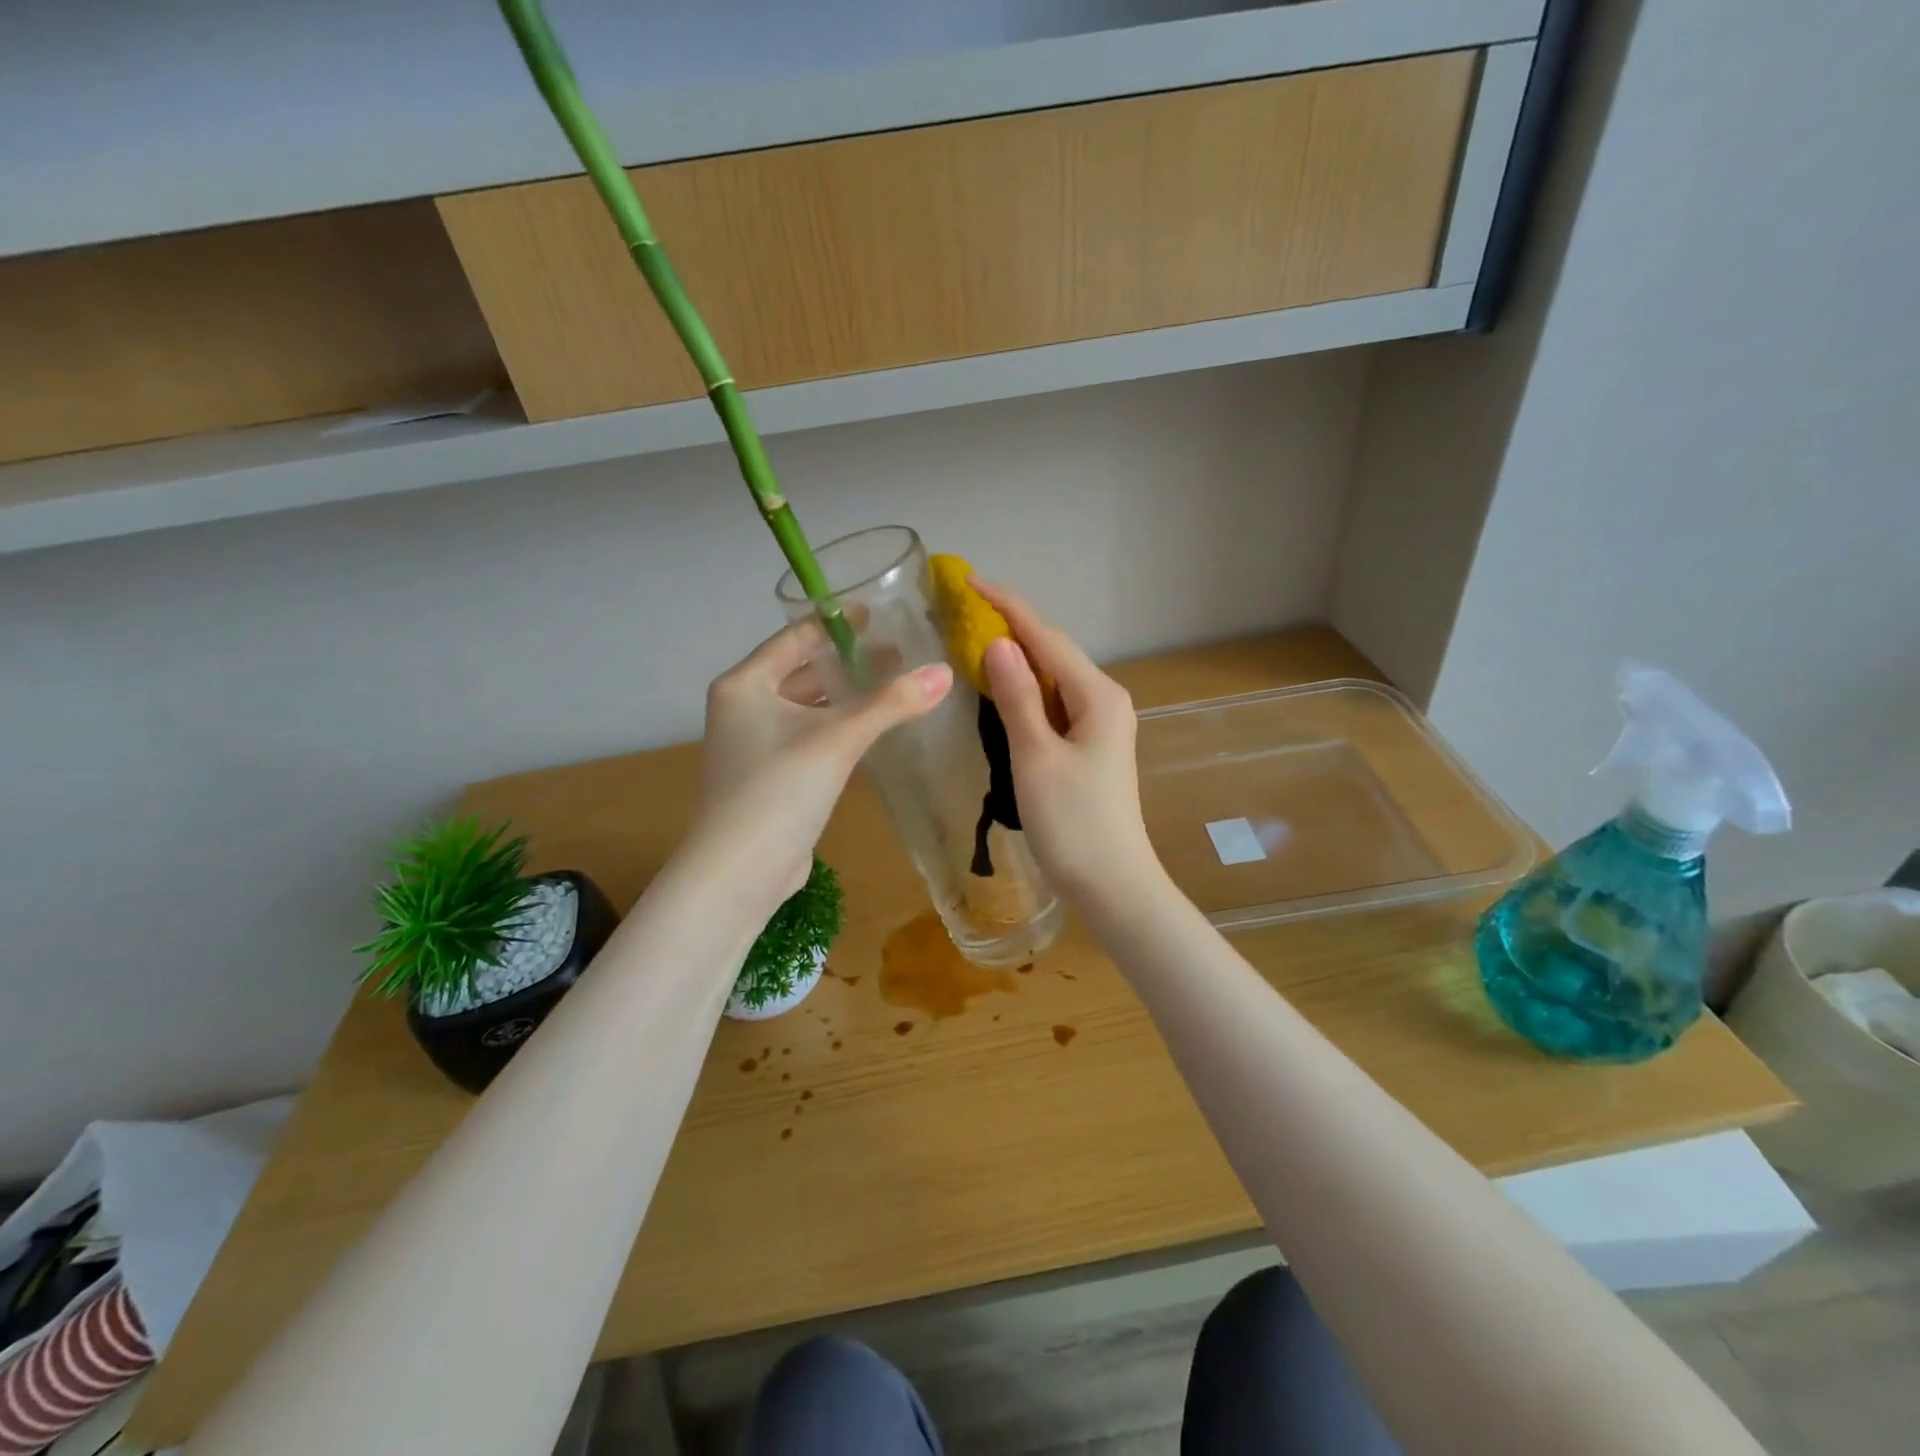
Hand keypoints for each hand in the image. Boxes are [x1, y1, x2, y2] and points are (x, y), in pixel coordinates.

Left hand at [683, 617, 952, 913]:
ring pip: (808, 707)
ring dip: (847, 697)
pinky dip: (839, 727)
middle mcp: (744, 707)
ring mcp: (755, 744)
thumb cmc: (779, 790)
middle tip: (899, 652)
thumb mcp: (838, 739)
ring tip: (894, 686)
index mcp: (745, 684)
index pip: (795, 638)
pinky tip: (872, 729)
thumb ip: (891, 703)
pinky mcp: (770, 776)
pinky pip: (809, 737)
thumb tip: (945, 672)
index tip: (877, 613)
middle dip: (849, 662)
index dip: (837, 623)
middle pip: (803, 672)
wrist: (739, 872)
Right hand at [975, 581, 1162, 905]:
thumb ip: (1017, 697)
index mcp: (1097, 695)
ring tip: (972, 639)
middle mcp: (1104, 700)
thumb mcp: (1036, 756)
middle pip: (1052, 652)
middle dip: (1010, 627)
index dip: (1007, 606)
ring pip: (1052, 679)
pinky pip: (1052, 704)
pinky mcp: (1087, 748)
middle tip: (961, 611)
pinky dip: (1023, 691)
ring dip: (1015, 659)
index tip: (969, 582)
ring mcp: (1098, 725)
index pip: (1046, 637)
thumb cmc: (1074, 823)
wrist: (1112, 885)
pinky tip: (999, 690)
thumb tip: (998, 643)